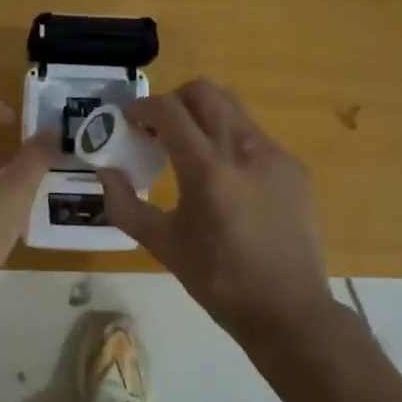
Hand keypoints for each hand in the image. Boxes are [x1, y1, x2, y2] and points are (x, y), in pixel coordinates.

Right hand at [98, 78, 335, 335]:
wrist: (289, 310)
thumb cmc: (219, 281)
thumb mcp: (163, 245)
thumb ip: (125, 205)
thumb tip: (106, 172)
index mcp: (207, 170)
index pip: (169, 110)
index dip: (142, 108)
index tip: (129, 122)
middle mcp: (244, 149)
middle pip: (204, 92)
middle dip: (174, 100)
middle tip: (158, 129)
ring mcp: (275, 155)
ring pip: (233, 108)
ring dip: (204, 115)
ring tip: (191, 149)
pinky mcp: (295, 168)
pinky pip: (255, 135)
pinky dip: (231, 140)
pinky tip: (227, 178)